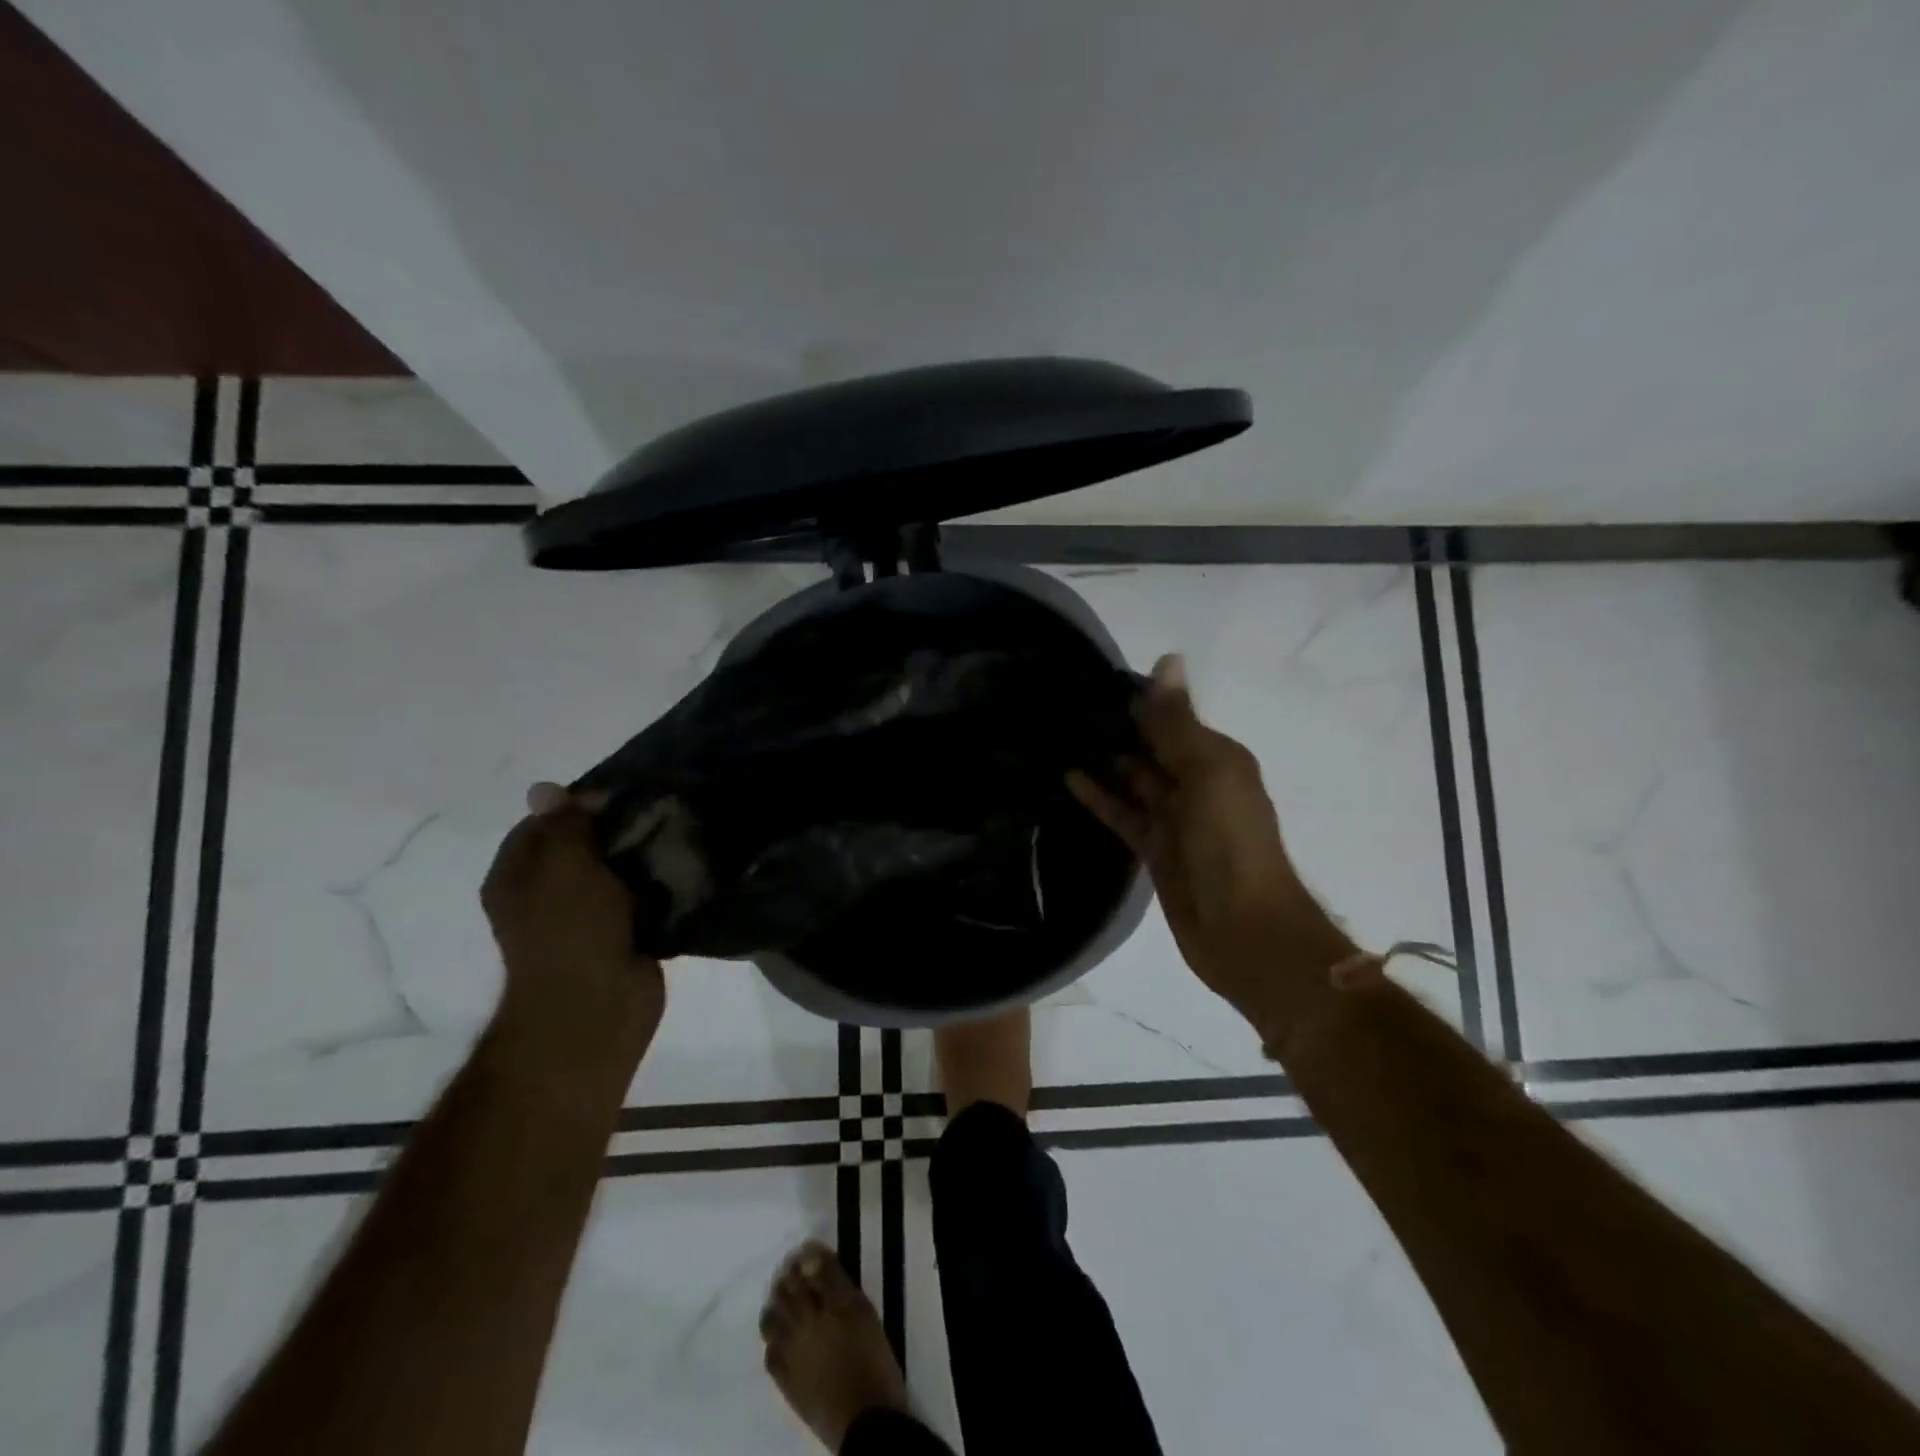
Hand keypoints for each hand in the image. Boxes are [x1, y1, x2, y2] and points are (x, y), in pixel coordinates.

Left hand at [481, 782, 665, 1045]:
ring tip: (678, 833)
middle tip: (658, 809)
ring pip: (617, 874)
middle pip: (583, 847)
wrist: (597, 1008)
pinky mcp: (623, 936)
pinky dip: (660, 887)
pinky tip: (686, 867)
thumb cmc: (571, 930)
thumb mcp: (563, 865)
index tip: (620, 794)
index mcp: (517, 877)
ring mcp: (586, 919)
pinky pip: (642, 900)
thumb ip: (563, 825)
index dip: (578, 805)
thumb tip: (544, 787)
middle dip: (617, 830)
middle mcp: (547, 896)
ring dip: (643, 858)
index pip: (543, 824)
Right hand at [1070, 656, 1328, 1018]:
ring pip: (1135, 778)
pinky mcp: (1154, 848)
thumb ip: (1178, 722)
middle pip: (1152, 746)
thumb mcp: (1207, 774)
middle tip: (1064, 703)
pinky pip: (1123, 813)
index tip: (1091, 677)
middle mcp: (1197, 782)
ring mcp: (1174, 818)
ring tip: (1061, 734)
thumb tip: (1167, 657)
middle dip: (1117, 726)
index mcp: (1218, 758)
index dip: (1138, 697)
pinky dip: (1100, 796)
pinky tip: (1069, 778)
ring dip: (1106, 759)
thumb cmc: (1230, 845)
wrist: (1245, 932)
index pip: (1172, 716)